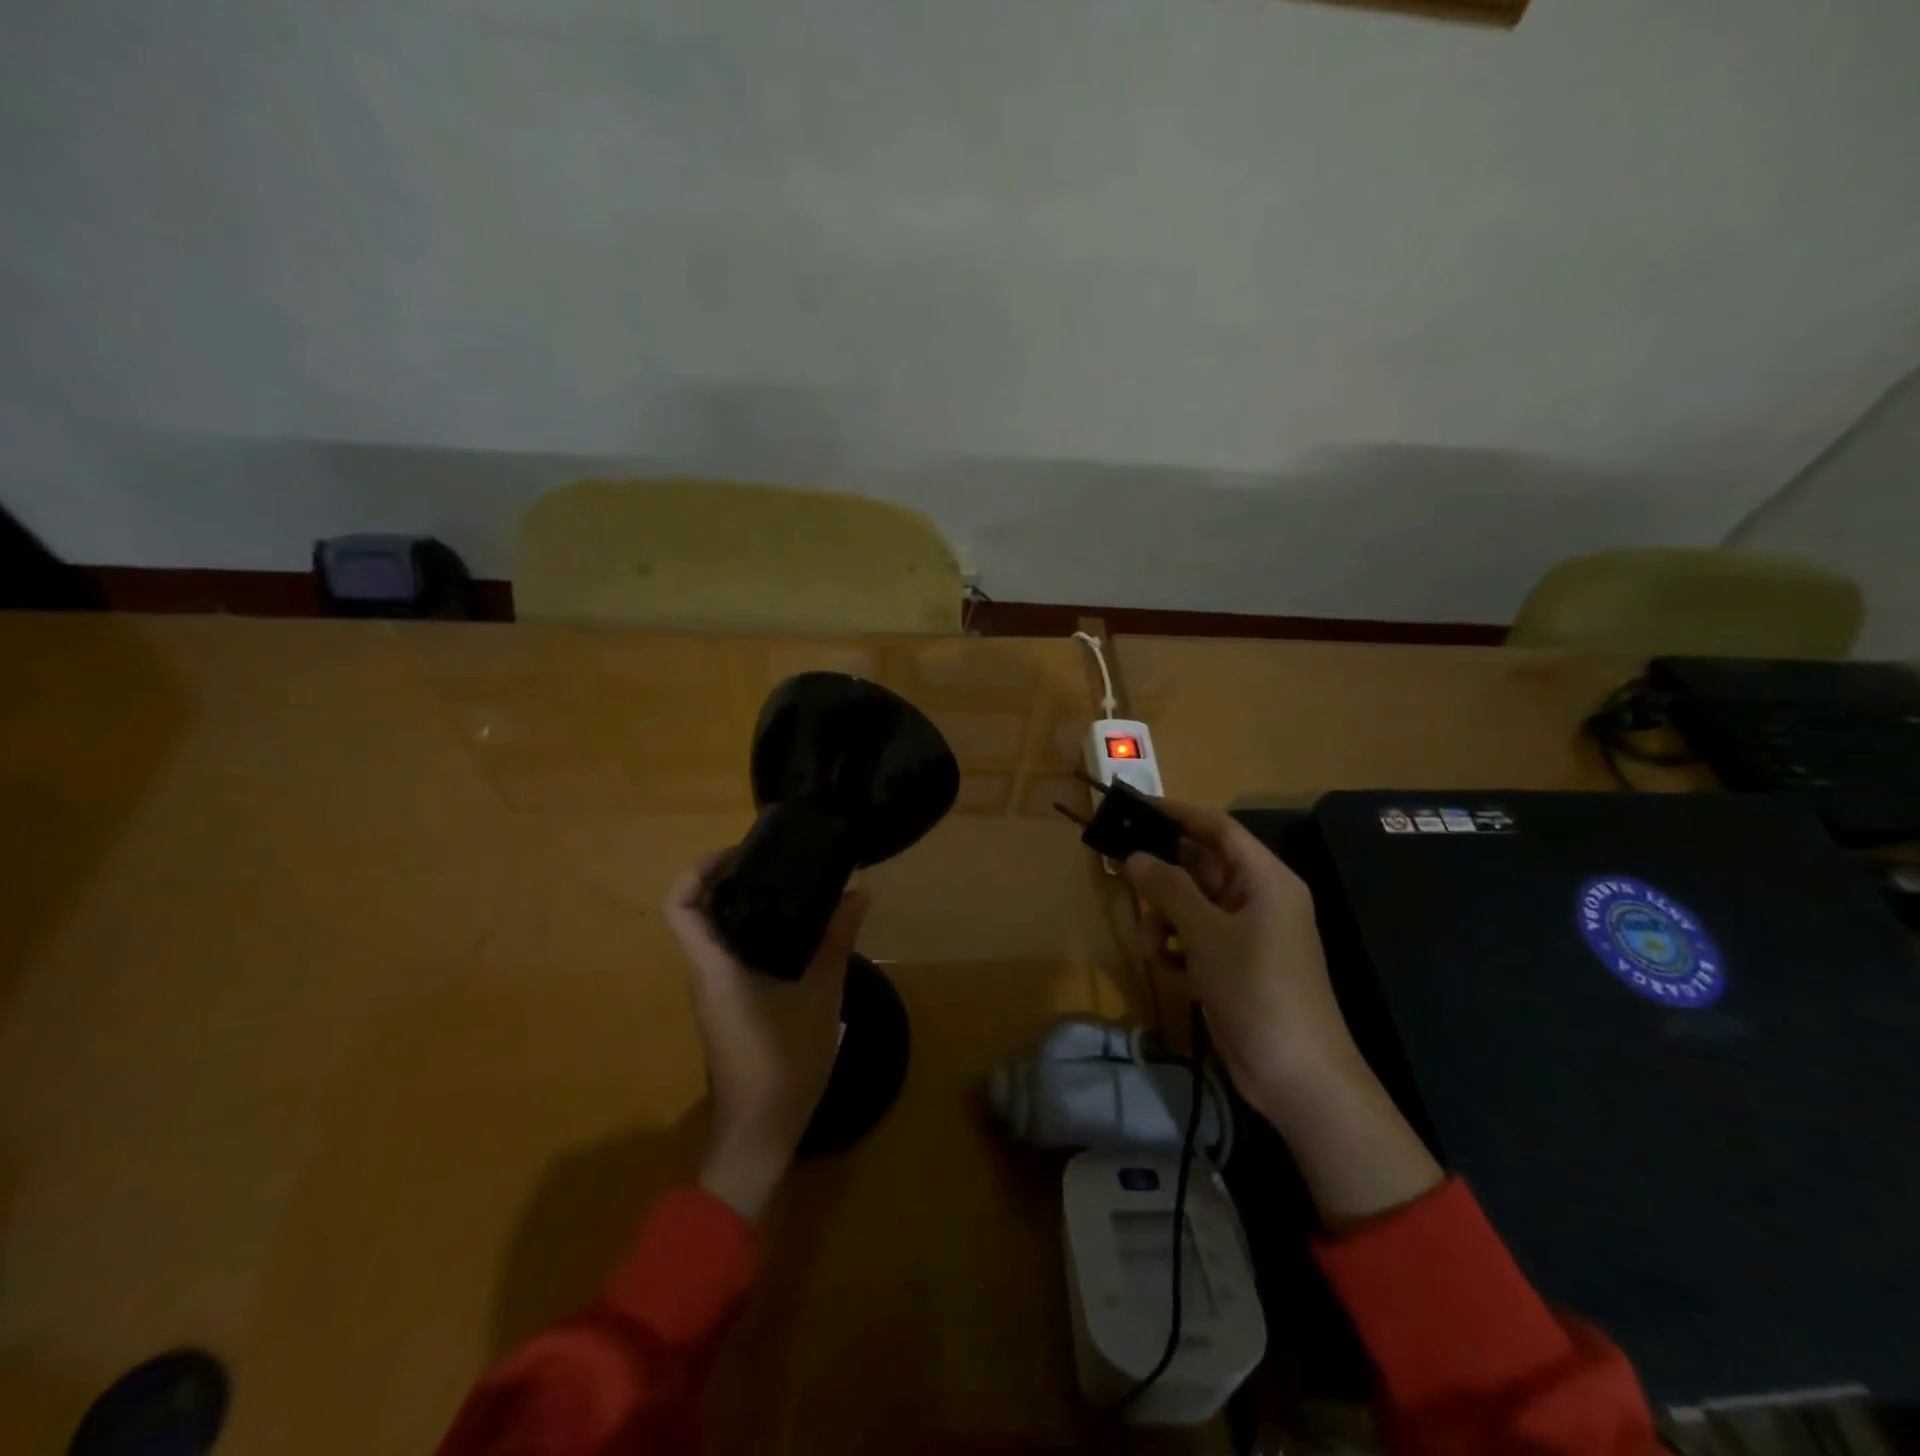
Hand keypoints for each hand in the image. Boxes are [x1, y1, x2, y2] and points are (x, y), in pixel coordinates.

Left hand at [665, 853, 869, 1221]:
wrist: (760, 1130)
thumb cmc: (782, 1062)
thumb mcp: (820, 996)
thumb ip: (836, 941)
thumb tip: (858, 893)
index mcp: (714, 966)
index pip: (680, 906)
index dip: (699, 870)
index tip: (740, 853)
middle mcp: (705, 972)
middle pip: (697, 910)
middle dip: (727, 877)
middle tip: (775, 860)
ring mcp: (715, 990)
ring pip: (715, 932)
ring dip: (743, 903)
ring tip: (792, 884)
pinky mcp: (730, 1003)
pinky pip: (732, 952)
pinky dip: (755, 929)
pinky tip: (797, 929)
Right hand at [1123, 802, 1441, 1224]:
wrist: (1297, 1076)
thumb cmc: (1257, 989)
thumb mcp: (1206, 933)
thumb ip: (1167, 889)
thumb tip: (1133, 856)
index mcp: (1264, 879)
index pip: (1218, 828)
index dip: (1178, 813)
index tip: (1136, 806)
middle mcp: (1256, 899)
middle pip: (1198, 869)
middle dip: (1162, 881)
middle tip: (1120, 877)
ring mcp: (1245, 935)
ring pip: (1189, 908)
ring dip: (1164, 924)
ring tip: (1153, 949)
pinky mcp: (1233, 966)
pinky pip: (1194, 941)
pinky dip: (1178, 953)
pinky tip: (1172, 977)